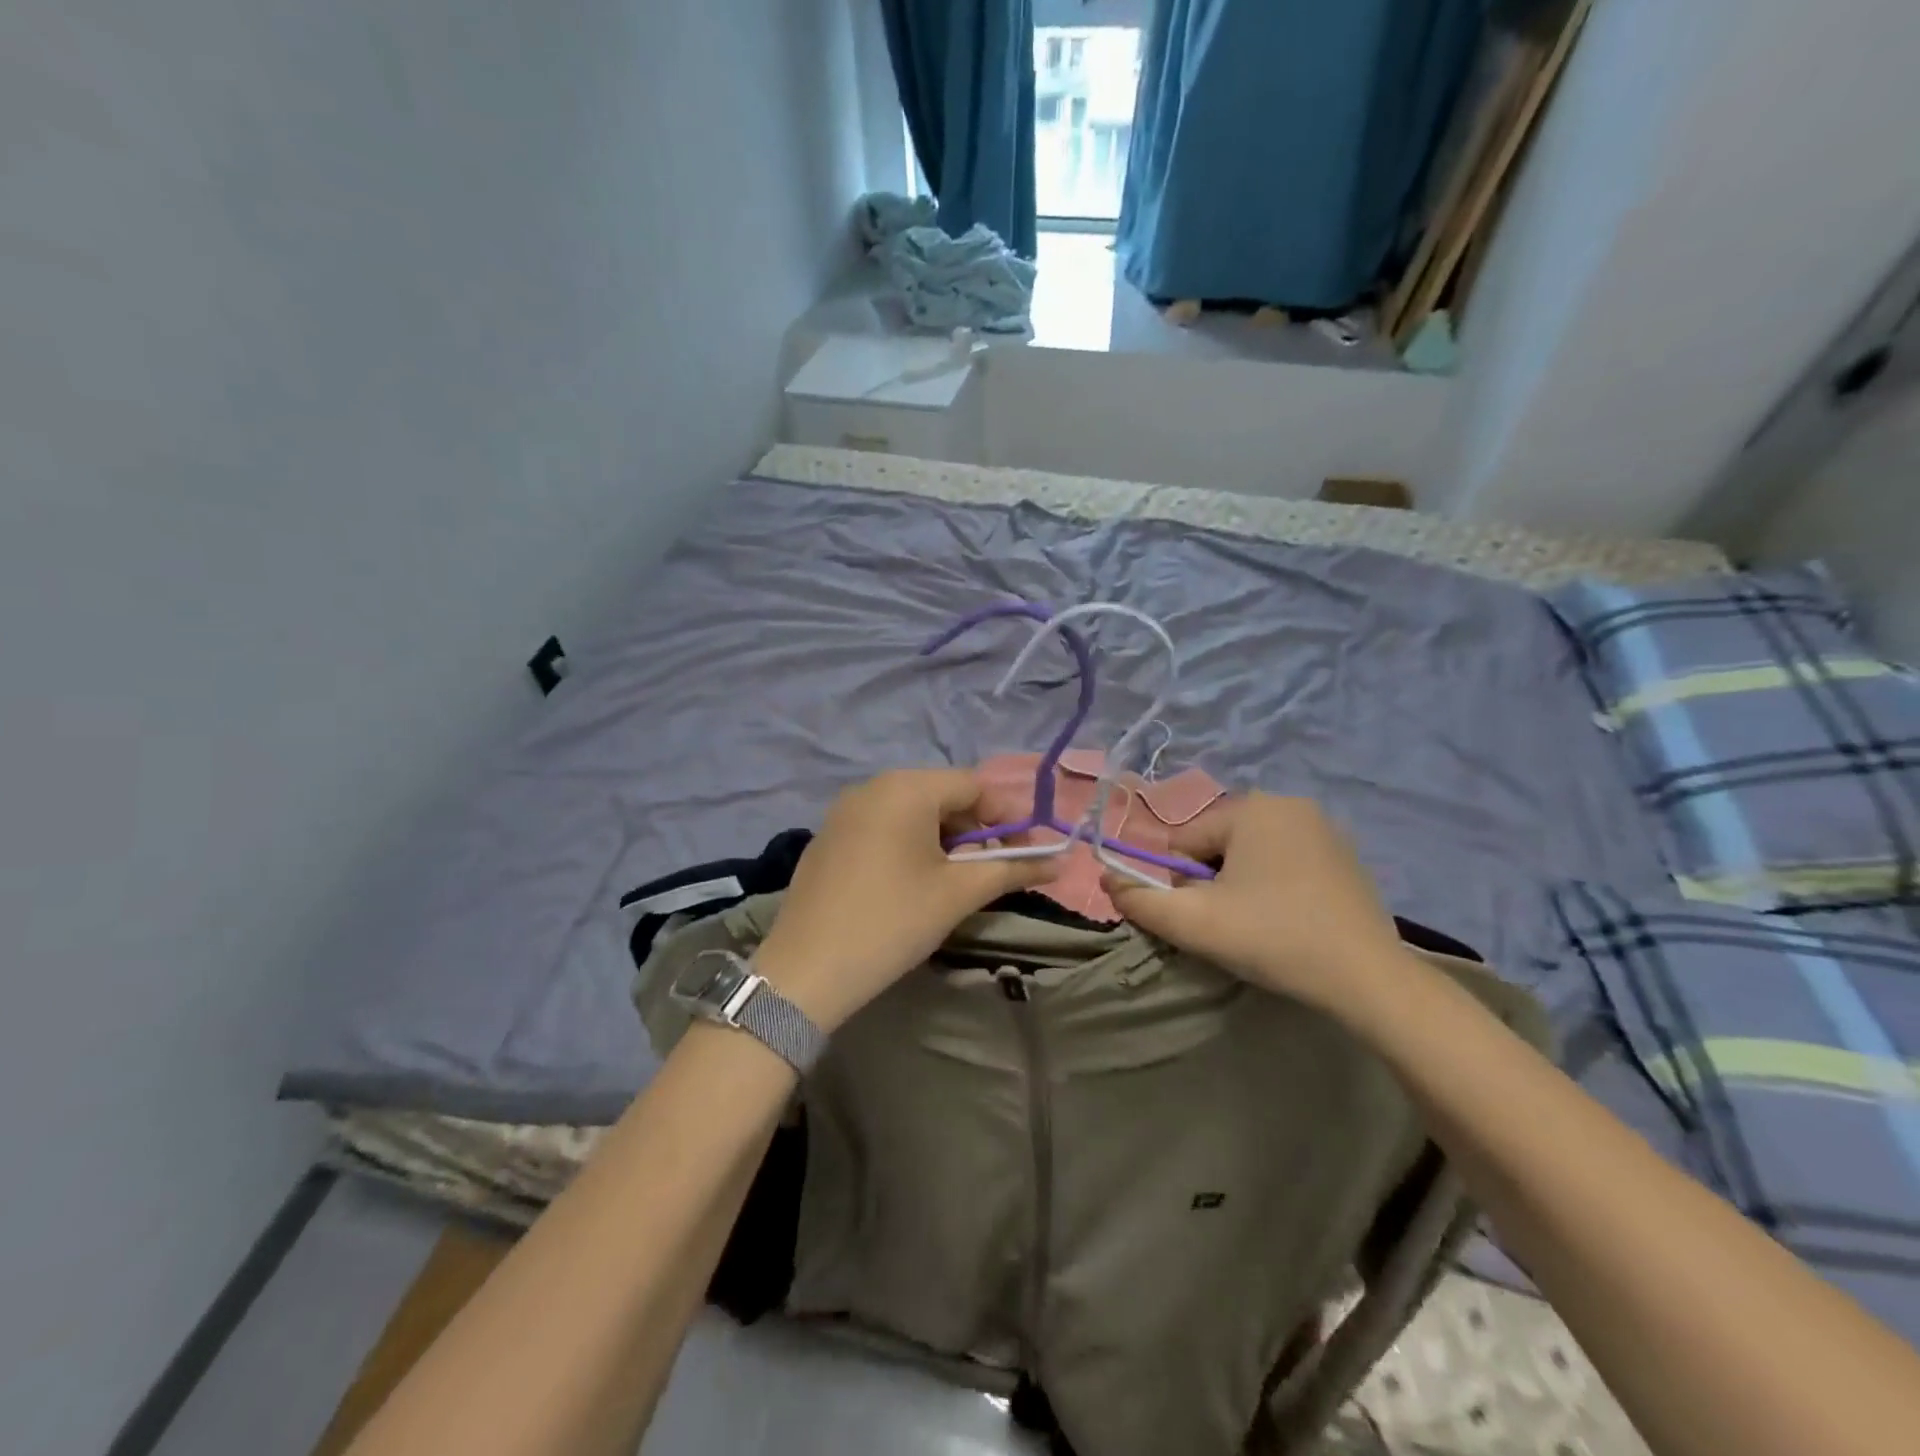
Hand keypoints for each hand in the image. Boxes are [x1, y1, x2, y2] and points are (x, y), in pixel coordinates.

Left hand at [756, 769, 1054, 1031]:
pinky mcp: (828, 836)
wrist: (805, 971)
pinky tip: (911, 883)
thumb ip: (1011, 870)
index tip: (1025, 855)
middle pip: (942, 794)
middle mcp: (873, 786)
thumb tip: (1059, 862)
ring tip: (955, 880)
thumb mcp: (958, 894)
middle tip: (991, 872)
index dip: (1007, 817)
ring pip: (912, 811)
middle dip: (975, 830)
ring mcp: (844, 810)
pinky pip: (882, 826)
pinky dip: (909, 844)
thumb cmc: (892, 922)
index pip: (974, 786)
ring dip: (944, 839)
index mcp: (906, 788)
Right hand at [1103, 794, 1412, 1016]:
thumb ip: (1139, 900)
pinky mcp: (1345, 854)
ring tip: (1263, 926)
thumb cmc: (1274, 938)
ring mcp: (1323, 827)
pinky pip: (1285, 861)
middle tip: (1234, 926)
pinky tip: (1292, 920)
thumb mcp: (1193, 923)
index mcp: (1250, 807)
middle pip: (1216, 845)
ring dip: (1241, 886)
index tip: (1207, 918)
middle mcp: (1287, 803)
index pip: (1184, 843)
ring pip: (1250, 855)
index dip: (1183, 885)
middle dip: (1213, 884)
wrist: (1369, 980)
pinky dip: (1276, 887)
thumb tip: (1106, 879)